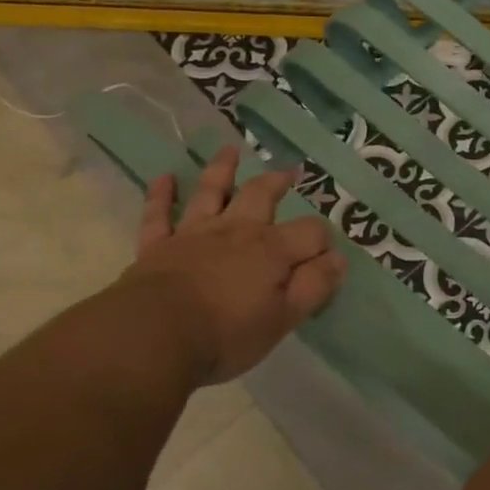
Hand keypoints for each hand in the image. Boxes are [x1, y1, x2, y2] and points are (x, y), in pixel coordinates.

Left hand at [119, 143, 347, 385]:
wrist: (152, 338)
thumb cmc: (226, 334)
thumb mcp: (284, 318)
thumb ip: (314, 286)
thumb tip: (337, 259)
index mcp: (272, 250)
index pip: (310, 232)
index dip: (323, 241)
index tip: (327, 257)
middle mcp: (236, 231)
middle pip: (261, 196)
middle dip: (277, 183)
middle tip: (288, 172)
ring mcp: (194, 234)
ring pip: (211, 193)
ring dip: (222, 170)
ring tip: (230, 151)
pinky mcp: (157, 247)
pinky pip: (159, 215)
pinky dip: (161, 195)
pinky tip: (166, 178)